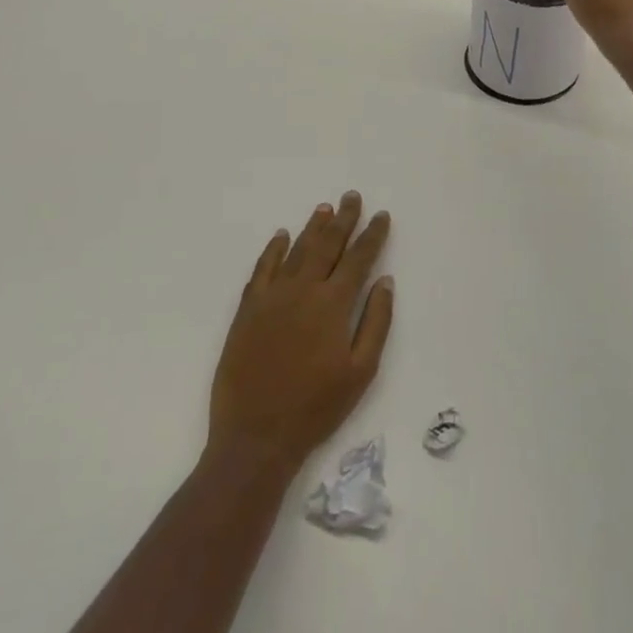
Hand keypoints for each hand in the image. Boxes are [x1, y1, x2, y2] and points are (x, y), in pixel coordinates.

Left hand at [206, 191, 394, 478]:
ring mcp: (271, 297)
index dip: (372, 235)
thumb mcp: (361, 371)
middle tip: (351, 196)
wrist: (256, 435)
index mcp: (333, 305)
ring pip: (296, 251)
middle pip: (327, 244)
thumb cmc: (316, 408)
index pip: (358, 259)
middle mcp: (303, 290)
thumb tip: (385, 281)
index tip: (381, 215)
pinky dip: (273, 249)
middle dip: (343, 219)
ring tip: (324, 208)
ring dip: (312, 227)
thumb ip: (376, 322)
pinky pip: (262, 269)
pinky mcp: (247, 309)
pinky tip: (282, 236)